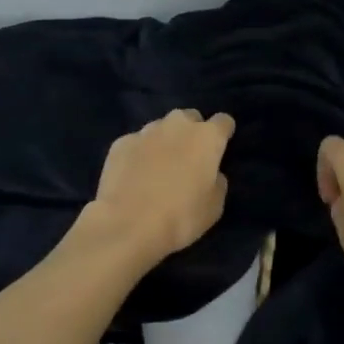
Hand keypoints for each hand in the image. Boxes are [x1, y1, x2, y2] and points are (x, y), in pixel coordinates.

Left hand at [81, 109, 234, 268]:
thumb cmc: (181, 217)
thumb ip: (217, 181)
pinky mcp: (120, 143)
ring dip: (165, 141)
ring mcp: (146, 131)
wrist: (127, 225)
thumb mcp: (214, 206)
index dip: (223, 134)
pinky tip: (134, 176)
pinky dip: (139, 153)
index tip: (219, 149)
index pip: (223, 121)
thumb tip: (210, 173)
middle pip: (190, 118)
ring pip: (161, 127)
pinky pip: (136, 142)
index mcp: (207, 137)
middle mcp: (177, 125)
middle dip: (192, 133)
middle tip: (188, 159)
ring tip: (158, 168)